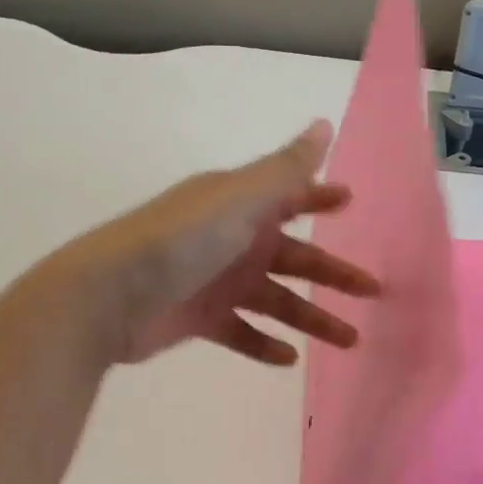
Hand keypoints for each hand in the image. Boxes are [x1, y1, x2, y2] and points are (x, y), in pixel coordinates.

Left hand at [59, 120, 379, 366]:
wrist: (109, 296)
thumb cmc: (182, 240)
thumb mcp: (239, 198)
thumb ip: (286, 169)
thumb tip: (325, 123)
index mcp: (240, 205)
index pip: (290, 196)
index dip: (321, 198)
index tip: (353, 204)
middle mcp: (232, 239)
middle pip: (294, 256)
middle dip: (333, 272)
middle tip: (374, 290)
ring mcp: (216, 281)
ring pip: (276, 300)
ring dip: (311, 317)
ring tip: (349, 340)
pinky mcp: (200, 319)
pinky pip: (241, 333)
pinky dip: (264, 345)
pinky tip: (289, 359)